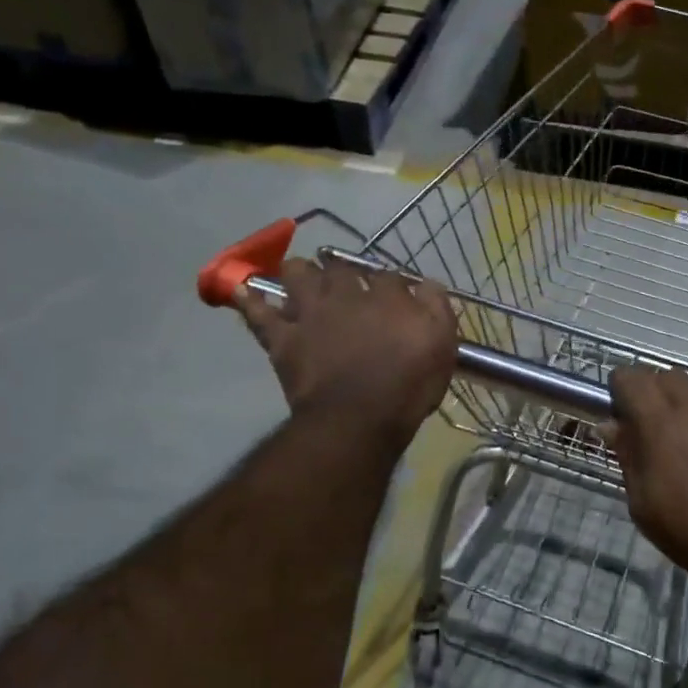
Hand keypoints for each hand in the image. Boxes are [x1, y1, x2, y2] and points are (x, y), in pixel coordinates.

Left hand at [235, 259, 455, 445]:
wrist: (358, 419)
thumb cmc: (408, 386)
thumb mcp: (442, 345)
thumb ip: (436, 308)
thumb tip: (427, 284)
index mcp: (387, 296)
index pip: (389, 276)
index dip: (391, 283)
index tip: (395, 295)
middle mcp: (346, 294)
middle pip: (339, 267)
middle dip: (341, 269)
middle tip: (343, 280)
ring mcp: (310, 313)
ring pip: (297, 274)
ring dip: (300, 273)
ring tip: (301, 278)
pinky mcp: (282, 338)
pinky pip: (258, 312)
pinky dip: (250, 301)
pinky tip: (244, 291)